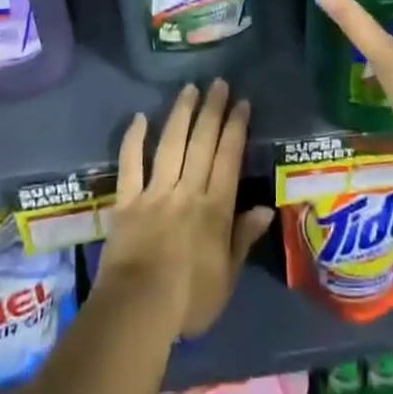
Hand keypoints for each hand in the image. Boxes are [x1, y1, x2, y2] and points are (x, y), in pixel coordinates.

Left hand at [97, 80, 274, 338]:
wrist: (139, 310)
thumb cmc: (189, 301)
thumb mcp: (227, 277)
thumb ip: (243, 238)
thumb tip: (265, 207)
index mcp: (215, 209)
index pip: (228, 159)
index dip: (235, 128)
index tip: (242, 102)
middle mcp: (187, 191)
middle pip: (202, 144)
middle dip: (212, 111)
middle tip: (218, 83)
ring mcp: (155, 193)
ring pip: (170, 145)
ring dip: (181, 115)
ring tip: (189, 89)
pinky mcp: (126, 202)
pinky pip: (129, 165)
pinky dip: (133, 141)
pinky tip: (138, 118)